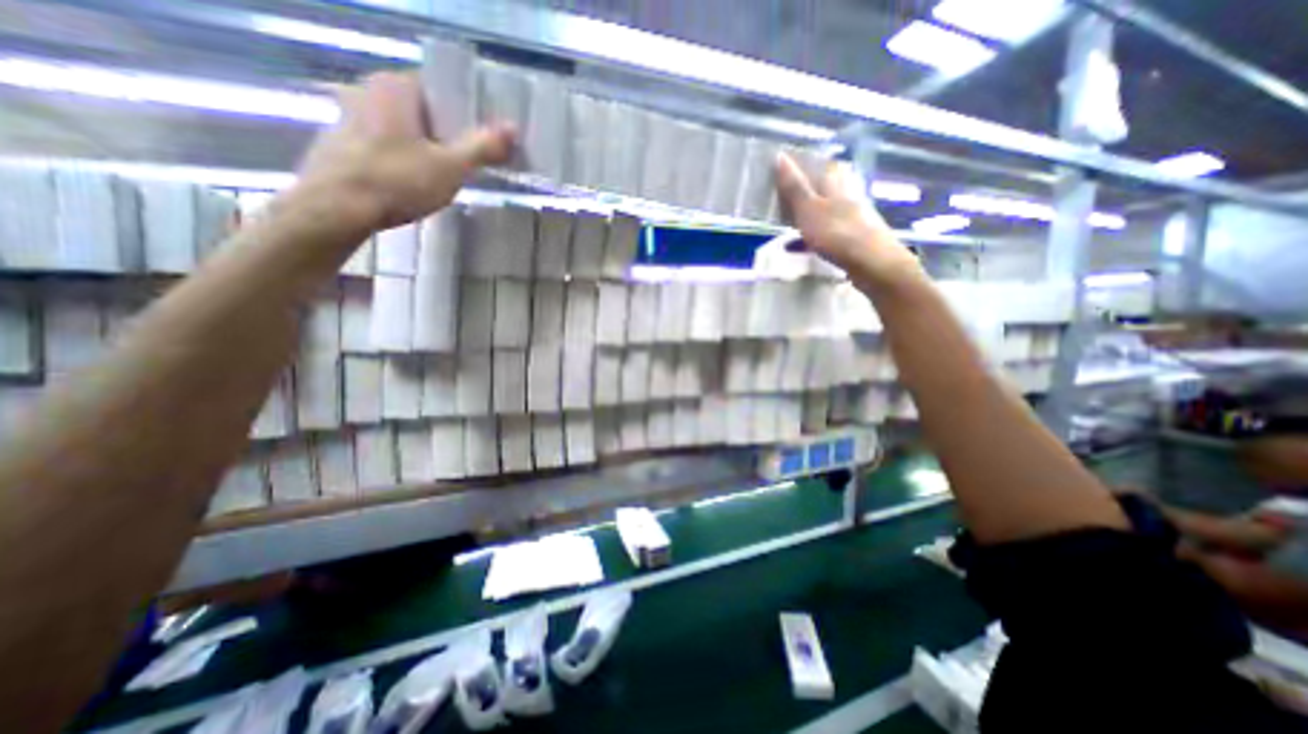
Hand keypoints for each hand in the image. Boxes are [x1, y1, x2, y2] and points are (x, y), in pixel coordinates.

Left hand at [296, 67, 515, 231]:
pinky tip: (416, 182)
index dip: (468, 113)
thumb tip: (514, 128)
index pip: (441, 89)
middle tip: (472, 160)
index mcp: (395, 86)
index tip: (486, 137)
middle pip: (423, 111)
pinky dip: (405, 158)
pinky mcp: (342, 143)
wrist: (336, 209)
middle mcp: (367, 90)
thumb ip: (483, 146)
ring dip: (427, 148)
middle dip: (449, 134)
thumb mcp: (451, 167)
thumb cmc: (397, 181)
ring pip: (404, 129)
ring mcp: (349, 116)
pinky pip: (386, 144)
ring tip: (448, 174)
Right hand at [775, 151, 918, 287]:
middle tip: (787, 195)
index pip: (818, 164)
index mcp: (836, 182)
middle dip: (808, 187)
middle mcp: (847, 192)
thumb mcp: (809, 209)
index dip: (801, 165)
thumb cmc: (837, 233)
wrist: (872, 262)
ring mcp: (854, 214)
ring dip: (811, 210)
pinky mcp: (855, 234)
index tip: (784, 169)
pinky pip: (830, 228)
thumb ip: (795, 187)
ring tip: (794, 219)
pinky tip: (807, 243)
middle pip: (826, 184)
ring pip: (828, 206)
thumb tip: (780, 156)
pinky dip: (816, 233)